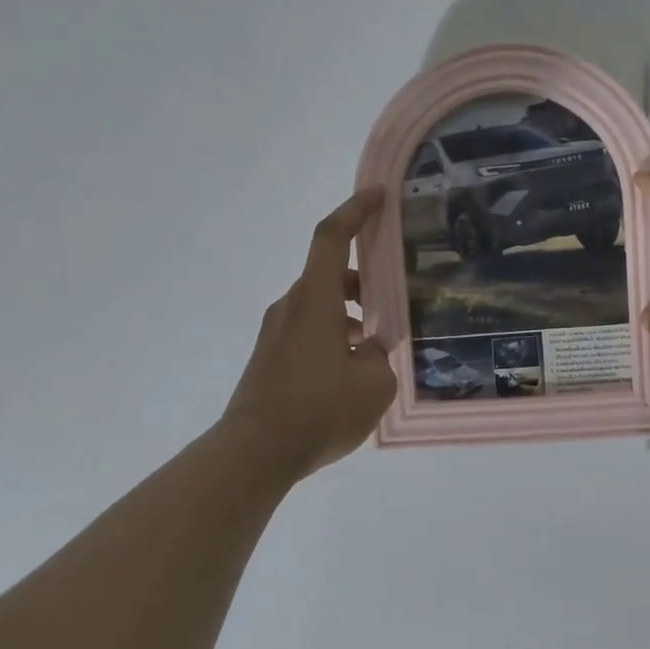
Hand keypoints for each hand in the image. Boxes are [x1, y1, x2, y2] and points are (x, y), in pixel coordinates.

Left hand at [221, 189, 396, 480]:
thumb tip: (369, 350)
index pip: (332, 238)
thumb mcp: (374, 385)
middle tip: (395, 299)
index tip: (378, 195)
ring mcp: (276, 333)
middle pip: (330, 275)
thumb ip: (380, 357)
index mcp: (316, 300)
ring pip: (320, 306)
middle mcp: (291, 307)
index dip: (355, 210)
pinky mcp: (269, 357)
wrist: (254, 453)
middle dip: (365, 280)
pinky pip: (308, 331)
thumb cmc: (319, 410)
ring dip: (350, 314)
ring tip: (378, 346)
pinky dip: (333, 336)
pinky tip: (352, 373)